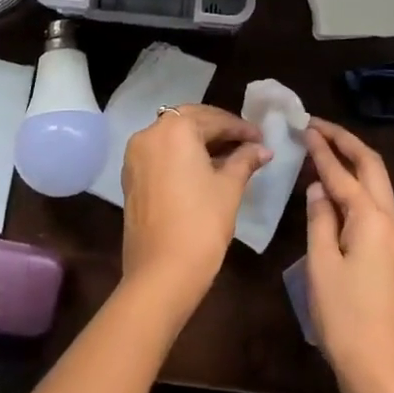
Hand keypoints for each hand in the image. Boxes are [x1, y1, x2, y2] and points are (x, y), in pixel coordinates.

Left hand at [120, 104, 269, 318]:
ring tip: (229, 156)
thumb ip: (245, 160)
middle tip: (246, 142)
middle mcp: (150, 133)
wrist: (161, 273)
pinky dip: (182, 155)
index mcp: (174, 129)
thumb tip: (262, 149)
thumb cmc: (201, 223)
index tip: (261, 138)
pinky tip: (204, 169)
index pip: (213, 119)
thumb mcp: (229, 187)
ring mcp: (135, 156)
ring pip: (173, 137)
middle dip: (219, 130)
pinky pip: (161, 154)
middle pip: (189, 121)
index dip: (240, 128)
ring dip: (199, 141)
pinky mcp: (131, 177)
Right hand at [303, 118, 393, 392]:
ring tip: (326, 149)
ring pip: (378, 184)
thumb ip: (319, 219)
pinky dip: (358, 186)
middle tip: (318, 127)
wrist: (383, 371)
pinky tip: (338, 190)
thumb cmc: (346, 319)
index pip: (343, 172)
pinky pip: (377, 205)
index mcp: (372, 218)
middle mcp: (391, 219)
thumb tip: (319, 187)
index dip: (322, 148)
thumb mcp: (321, 266)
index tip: (304, 126)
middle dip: (346, 142)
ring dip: (354, 162)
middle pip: (372, 166)